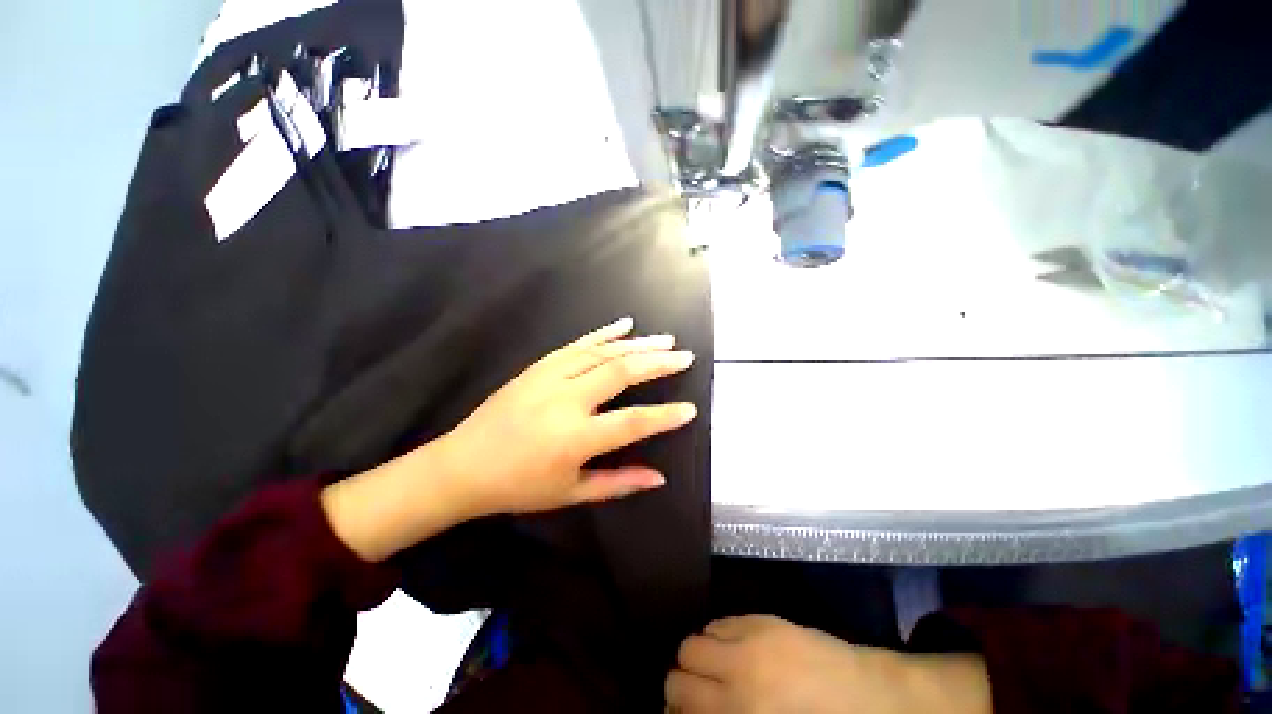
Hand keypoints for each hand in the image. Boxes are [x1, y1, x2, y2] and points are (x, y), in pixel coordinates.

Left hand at [321, 317, 698, 561]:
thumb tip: (659, 478)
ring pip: (602, 353)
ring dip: (637, 344)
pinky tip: (625, 324)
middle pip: (620, 373)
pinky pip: (577, 344)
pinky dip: (604, 332)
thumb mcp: (570, 494)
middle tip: (684, 356)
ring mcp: (550, 377)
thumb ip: (617, 483)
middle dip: (657, 363)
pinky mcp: (538, 366)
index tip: (690, 408)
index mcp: (574, 438)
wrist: (463, 465)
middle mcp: (566, 401)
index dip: (664, 416)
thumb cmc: (518, 486)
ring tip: (664, 340)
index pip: (631, 422)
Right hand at [665, 615, 991, 713]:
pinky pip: (720, 623)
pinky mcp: (762, 620)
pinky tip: (733, 648)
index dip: (674, 712)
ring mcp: (747, 644)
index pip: (679, 707)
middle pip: (677, 674)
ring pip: (693, 642)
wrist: (870, 699)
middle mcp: (734, 679)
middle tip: (694, 693)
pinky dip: (717, 636)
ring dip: (697, 657)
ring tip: (715, 668)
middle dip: (678, 685)